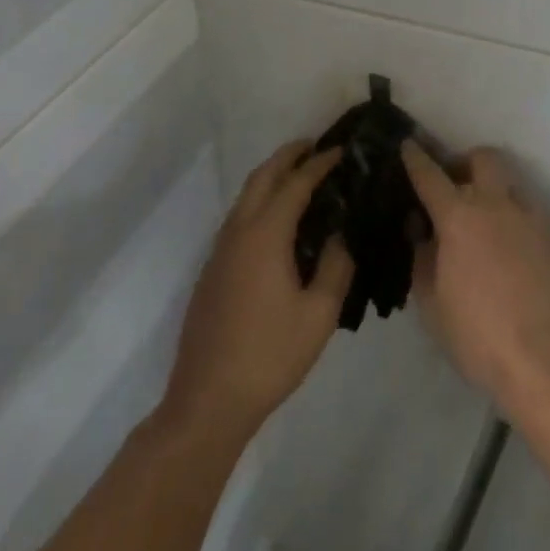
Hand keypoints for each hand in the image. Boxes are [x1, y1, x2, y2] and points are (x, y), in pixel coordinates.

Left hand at [162, 141, 353, 440]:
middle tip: (318, 147)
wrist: (206, 404)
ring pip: (246, 196)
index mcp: (265, 235)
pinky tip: (279, 222)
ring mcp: (220, 252)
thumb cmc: (268, 356)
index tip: (343, 150)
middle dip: (290, 155)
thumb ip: (336, 266)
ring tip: (302, 176)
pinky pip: (239, 218)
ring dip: (272, 176)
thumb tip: (340, 236)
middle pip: (263, 176)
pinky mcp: (212, 271)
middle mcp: (239, 232)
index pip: (296, 182)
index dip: (321, 163)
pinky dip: (261, 201)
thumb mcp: (319, 314)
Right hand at [401, 143, 549, 416]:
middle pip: (483, 158)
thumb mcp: (432, 305)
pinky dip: (514, 219)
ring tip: (485, 220)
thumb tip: (421, 231)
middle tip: (455, 184)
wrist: (548, 354)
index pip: (430, 176)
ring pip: (510, 183)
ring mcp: (529, 215)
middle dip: (466, 162)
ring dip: (494, 190)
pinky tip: (510, 249)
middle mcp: (496, 203)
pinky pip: (529, 212)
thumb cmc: (479, 334)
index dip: (416, 158)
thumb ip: (423, 260)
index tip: (409, 143)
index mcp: (459, 217)